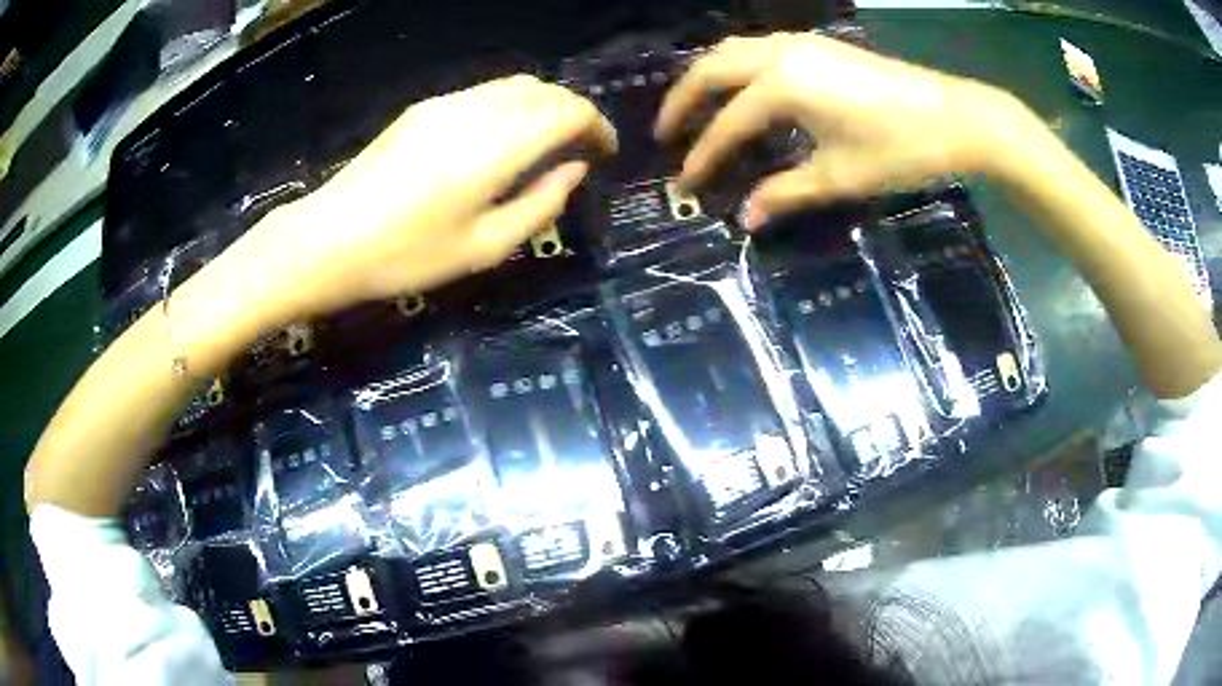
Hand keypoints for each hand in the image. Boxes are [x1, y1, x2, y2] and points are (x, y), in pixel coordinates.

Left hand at [227, 75, 615, 323]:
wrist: (327, 240)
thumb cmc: (407, 255)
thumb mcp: (484, 247)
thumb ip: (540, 204)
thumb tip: (573, 170)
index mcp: (497, 144)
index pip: (568, 111)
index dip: (597, 126)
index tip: (605, 152)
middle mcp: (477, 110)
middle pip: (544, 89)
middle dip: (573, 112)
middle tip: (580, 149)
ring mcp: (446, 104)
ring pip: (514, 85)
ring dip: (542, 106)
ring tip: (546, 143)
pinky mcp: (423, 109)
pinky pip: (484, 93)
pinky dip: (511, 106)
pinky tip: (502, 138)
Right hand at [655, 33, 1030, 223]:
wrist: (954, 116)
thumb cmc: (900, 148)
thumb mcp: (840, 176)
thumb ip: (786, 192)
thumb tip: (745, 219)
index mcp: (783, 85)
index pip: (728, 123)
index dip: (704, 156)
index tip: (686, 184)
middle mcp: (781, 53)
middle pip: (712, 68)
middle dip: (683, 100)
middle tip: (667, 133)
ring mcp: (800, 43)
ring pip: (733, 50)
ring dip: (707, 76)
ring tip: (695, 108)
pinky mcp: (818, 44)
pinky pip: (758, 47)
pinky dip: (736, 66)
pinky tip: (741, 88)